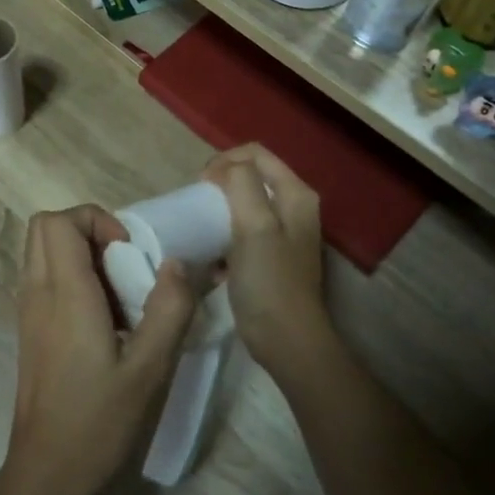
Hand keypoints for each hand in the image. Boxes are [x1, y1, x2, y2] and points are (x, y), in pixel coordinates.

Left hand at [3, 206, 197, 494]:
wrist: (48, 477)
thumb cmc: (99, 422)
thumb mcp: (151, 368)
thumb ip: (170, 308)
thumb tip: (177, 263)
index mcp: (64, 293)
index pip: (59, 221)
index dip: (96, 220)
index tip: (129, 253)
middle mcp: (38, 294)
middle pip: (45, 228)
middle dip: (88, 230)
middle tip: (124, 264)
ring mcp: (28, 314)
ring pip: (43, 253)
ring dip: (81, 256)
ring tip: (120, 296)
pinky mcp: (30, 333)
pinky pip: (45, 281)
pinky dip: (73, 280)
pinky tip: (106, 323)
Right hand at [202, 145, 331, 376]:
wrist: (286, 340)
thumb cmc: (270, 280)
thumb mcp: (254, 225)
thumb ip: (241, 184)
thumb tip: (223, 168)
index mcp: (296, 194)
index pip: (255, 154)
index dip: (225, 160)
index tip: (200, 184)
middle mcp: (294, 208)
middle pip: (251, 176)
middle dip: (221, 183)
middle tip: (198, 202)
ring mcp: (284, 234)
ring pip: (244, 204)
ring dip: (220, 210)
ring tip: (201, 225)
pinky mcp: (271, 257)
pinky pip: (242, 231)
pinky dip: (225, 236)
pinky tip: (213, 257)